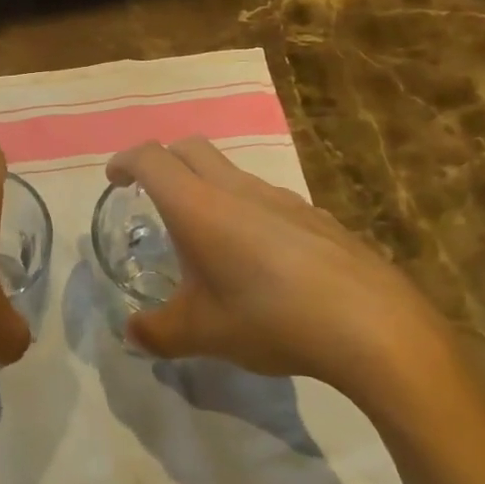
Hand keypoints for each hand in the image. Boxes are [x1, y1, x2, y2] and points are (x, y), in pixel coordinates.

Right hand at [107, 138, 454, 400]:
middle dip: (163, 160)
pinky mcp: (313, 214)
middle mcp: (236, 188)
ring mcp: (280, 197)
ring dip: (206, 186)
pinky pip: (264, 197)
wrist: (370, 324)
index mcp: (199, 205)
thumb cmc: (270, 318)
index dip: (126, 162)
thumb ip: (158, 333)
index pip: (151, 159)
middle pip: (190, 148)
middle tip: (150, 193)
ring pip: (230, 171)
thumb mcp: (202, 335)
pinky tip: (258, 258)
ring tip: (205, 235)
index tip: (114, 180)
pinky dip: (244, 209)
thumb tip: (131, 334)